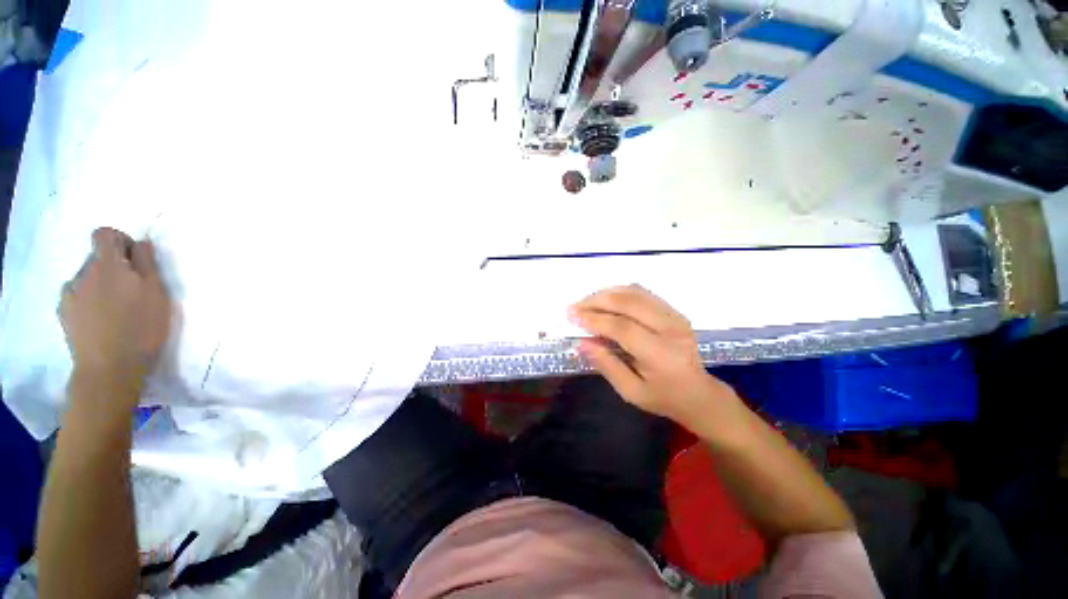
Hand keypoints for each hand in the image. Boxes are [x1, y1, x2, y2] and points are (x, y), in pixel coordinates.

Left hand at [60, 228, 170, 399]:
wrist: (109, 367)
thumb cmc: (141, 328)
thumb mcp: (157, 294)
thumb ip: (147, 264)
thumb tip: (140, 243)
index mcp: (108, 265)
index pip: (104, 234)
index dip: (120, 241)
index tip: (135, 259)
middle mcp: (84, 273)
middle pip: (97, 259)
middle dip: (114, 269)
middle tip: (131, 292)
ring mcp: (70, 294)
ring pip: (87, 279)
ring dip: (101, 286)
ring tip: (116, 311)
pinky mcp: (64, 313)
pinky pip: (77, 297)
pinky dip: (89, 302)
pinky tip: (101, 321)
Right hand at [569, 285, 736, 425]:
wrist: (699, 392)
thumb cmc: (664, 397)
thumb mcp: (631, 391)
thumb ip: (607, 365)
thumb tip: (583, 342)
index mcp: (662, 354)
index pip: (623, 328)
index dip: (595, 319)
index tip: (572, 316)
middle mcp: (671, 329)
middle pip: (629, 302)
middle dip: (596, 301)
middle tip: (574, 306)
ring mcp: (675, 316)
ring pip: (635, 292)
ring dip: (606, 293)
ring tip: (586, 302)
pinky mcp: (673, 310)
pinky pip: (642, 293)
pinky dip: (620, 292)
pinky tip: (605, 299)